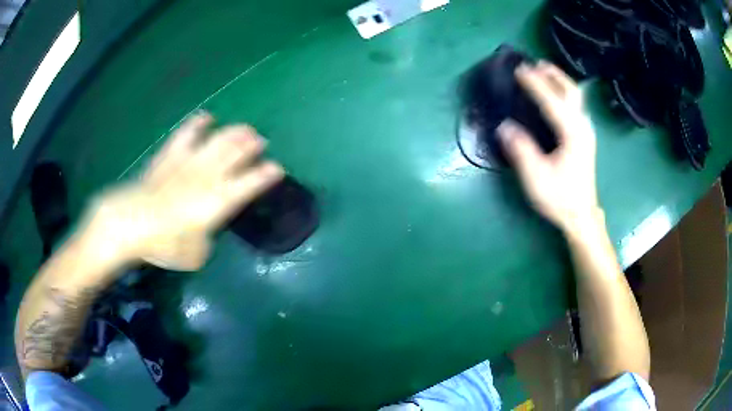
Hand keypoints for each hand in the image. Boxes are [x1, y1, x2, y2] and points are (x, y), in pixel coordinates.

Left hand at [81, 112, 283, 270]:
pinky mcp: (170, 155)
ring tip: (244, 128)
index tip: (277, 169)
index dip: (265, 176)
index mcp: (218, 202)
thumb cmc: (165, 244)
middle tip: (260, 141)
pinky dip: (197, 125)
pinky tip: (206, 117)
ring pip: (217, 141)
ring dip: (234, 133)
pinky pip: (187, 134)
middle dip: (251, 146)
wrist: (132, 223)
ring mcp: (188, 162)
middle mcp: (208, 177)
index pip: (249, 184)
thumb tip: (205, 230)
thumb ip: (206, 239)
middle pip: (235, 155)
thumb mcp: (195, 255)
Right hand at [498, 61, 598, 233]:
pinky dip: (563, 93)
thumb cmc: (560, 198)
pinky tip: (555, 94)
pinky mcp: (584, 137)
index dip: (535, 84)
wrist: (581, 216)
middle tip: (535, 63)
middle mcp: (582, 127)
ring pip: (575, 97)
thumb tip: (504, 126)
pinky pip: (575, 106)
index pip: (552, 101)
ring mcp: (586, 132)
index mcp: (572, 134)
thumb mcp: (537, 178)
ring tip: (544, 71)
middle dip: (553, 75)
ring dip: (559, 81)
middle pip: (571, 92)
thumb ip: (521, 150)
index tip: (519, 69)